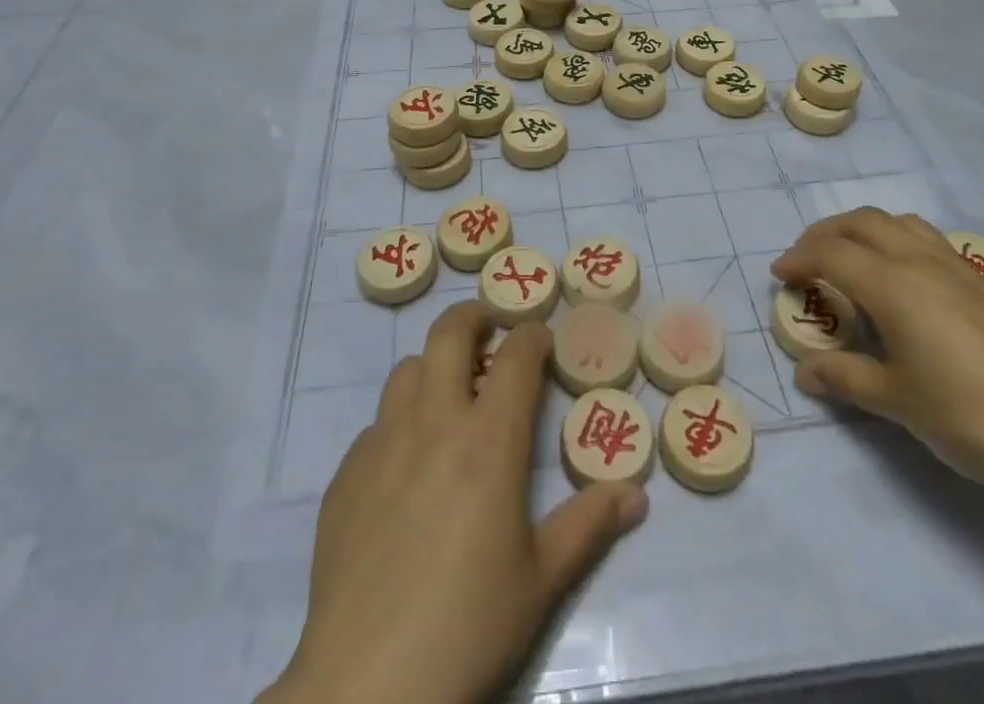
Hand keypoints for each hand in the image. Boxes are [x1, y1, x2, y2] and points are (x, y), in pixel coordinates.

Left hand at [261, 302, 648, 703]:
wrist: (365, 684)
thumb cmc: (468, 625)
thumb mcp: (542, 581)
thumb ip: (589, 526)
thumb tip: (636, 494)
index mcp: (489, 439)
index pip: (517, 354)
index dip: (534, 335)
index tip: (544, 341)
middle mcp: (434, 421)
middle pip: (450, 331)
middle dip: (477, 316)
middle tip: (494, 335)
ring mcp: (383, 442)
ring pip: (409, 368)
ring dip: (436, 366)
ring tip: (453, 397)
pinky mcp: (346, 473)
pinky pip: (377, 422)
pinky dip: (402, 420)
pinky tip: (409, 465)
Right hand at [771, 209, 983, 503]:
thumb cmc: (971, 417)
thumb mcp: (897, 402)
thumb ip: (845, 378)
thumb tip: (804, 370)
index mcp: (892, 284)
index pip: (830, 253)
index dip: (798, 259)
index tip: (778, 276)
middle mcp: (921, 261)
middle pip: (862, 222)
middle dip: (825, 233)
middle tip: (806, 260)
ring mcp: (959, 269)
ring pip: (900, 223)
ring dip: (864, 230)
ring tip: (852, 259)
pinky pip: (929, 241)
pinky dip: (899, 242)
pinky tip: (906, 283)